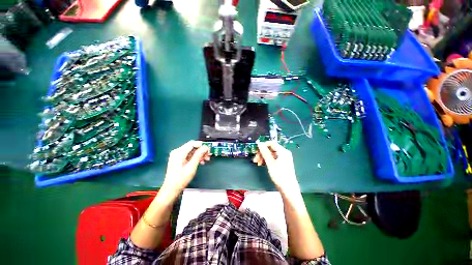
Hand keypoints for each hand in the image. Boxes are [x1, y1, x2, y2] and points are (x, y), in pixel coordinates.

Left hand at [162, 140, 209, 191]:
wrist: (172, 188)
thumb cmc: (180, 179)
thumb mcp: (192, 166)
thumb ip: (198, 155)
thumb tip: (205, 147)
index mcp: (179, 153)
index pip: (192, 143)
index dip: (201, 145)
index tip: (208, 148)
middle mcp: (177, 152)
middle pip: (192, 146)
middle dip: (201, 150)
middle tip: (208, 155)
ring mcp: (177, 155)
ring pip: (192, 151)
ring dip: (200, 154)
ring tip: (206, 159)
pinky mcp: (179, 158)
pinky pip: (189, 154)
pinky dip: (195, 157)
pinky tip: (200, 161)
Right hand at [253, 141, 299, 193]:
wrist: (288, 189)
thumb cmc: (279, 176)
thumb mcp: (270, 164)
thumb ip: (265, 152)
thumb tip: (259, 143)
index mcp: (283, 151)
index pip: (271, 143)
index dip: (263, 145)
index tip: (256, 150)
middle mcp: (284, 153)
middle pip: (270, 148)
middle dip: (262, 153)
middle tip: (255, 159)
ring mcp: (283, 158)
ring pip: (270, 153)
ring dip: (263, 157)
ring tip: (257, 163)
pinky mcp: (282, 162)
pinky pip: (273, 158)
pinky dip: (267, 160)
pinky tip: (262, 164)